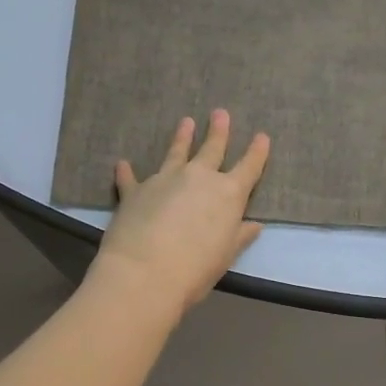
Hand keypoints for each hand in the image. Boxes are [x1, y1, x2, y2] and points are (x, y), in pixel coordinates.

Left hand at [91, 111, 270, 317]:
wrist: (145, 273)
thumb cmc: (196, 269)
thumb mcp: (225, 255)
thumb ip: (239, 236)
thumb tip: (255, 225)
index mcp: (228, 194)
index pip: (249, 167)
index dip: (257, 152)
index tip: (262, 136)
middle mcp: (198, 178)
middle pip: (212, 148)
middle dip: (219, 131)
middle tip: (220, 113)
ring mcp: (165, 179)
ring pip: (176, 152)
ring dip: (182, 137)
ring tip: (186, 122)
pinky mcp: (135, 190)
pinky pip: (131, 178)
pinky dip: (127, 171)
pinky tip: (123, 164)